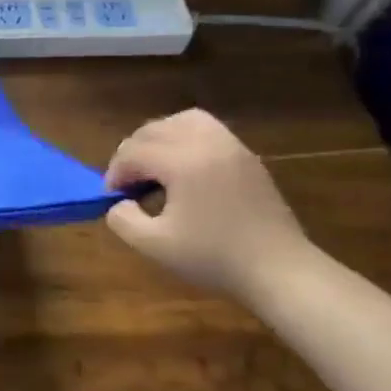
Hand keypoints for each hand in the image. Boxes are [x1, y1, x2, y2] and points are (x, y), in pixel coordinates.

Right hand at [102, 109, 312, 302]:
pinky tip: (182, 169)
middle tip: (128, 184)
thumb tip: (119, 202)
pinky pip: (207, 130)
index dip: (115, 173)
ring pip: (182, 121)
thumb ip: (122, 219)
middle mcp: (207, 143)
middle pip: (153, 130)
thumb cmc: (213, 257)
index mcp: (183, 162)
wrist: (278, 269)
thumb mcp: (153, 245)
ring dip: (159, 138)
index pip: (133, 152)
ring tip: (153, 166)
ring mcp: (232, 147)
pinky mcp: (246, 156)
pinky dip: (185, 139)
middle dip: (132, 153)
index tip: (112, 198)